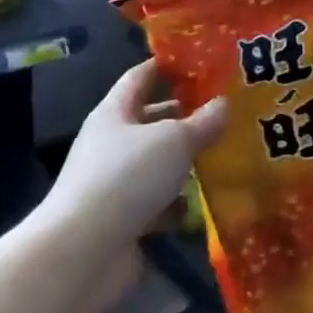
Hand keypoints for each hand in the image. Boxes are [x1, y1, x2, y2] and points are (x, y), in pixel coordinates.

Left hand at [39, 60, 227, 249]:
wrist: (82, 253)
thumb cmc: (126, 178)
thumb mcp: (174, 140)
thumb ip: (203, 121)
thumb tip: (223, 104)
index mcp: (114, 113)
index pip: (141, 77)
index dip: (168, 65)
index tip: (202, 59)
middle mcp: (112, 144)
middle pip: (153, 121)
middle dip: (188, 116)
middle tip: (229, 109)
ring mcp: (116, 183)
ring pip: (159, 163)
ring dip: (188, 161)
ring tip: (230, 152)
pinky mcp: (124, 219)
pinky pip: (159, 202)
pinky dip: (180, 202)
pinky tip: (209, 201)